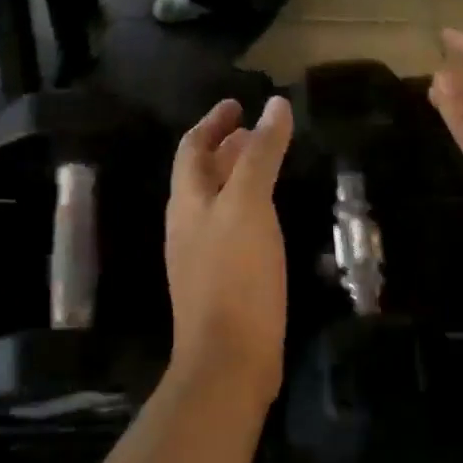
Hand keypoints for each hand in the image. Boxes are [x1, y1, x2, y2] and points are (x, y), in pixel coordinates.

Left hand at [165, 96, 294, 394]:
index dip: (213, 122)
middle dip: (226, 147)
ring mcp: (201, 255)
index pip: (192, 148)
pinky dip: (248, 208)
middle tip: (258, 131)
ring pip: (217, 202)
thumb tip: (275, 105)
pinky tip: (270, 216)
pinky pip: (231, 229)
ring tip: (267, 165)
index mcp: (187, 201)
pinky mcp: (220, 281)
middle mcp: (188, 224)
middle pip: (202, 174)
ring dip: (237, 176)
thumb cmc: (236, 274)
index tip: (237, 103)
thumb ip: (260, 154)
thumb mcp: (249, 204)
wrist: (229, 359)